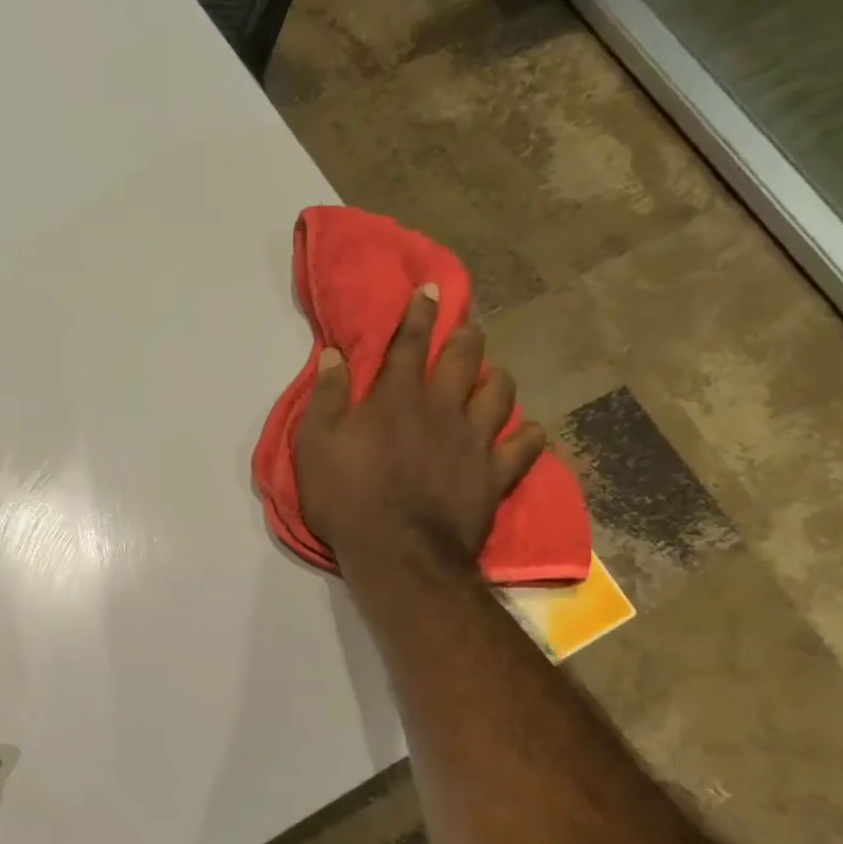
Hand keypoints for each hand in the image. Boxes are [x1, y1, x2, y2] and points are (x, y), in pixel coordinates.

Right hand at [293, 284, 545, 580]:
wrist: (396, 554)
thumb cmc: (347, 498)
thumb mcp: (315, 445)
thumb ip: (325, 396)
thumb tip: (332, 354)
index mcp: (397, 396)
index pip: (411, 341)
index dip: (420, 311)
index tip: (431, 289)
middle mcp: (442, 407)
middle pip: (464, 356)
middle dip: (466, 334)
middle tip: (466, 326)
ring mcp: (475, 439)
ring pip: (501, 392)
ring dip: (496, 377)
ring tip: (491, 376)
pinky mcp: (495, 474)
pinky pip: (525, 445)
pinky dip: (527, 434)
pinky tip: (524, 432)